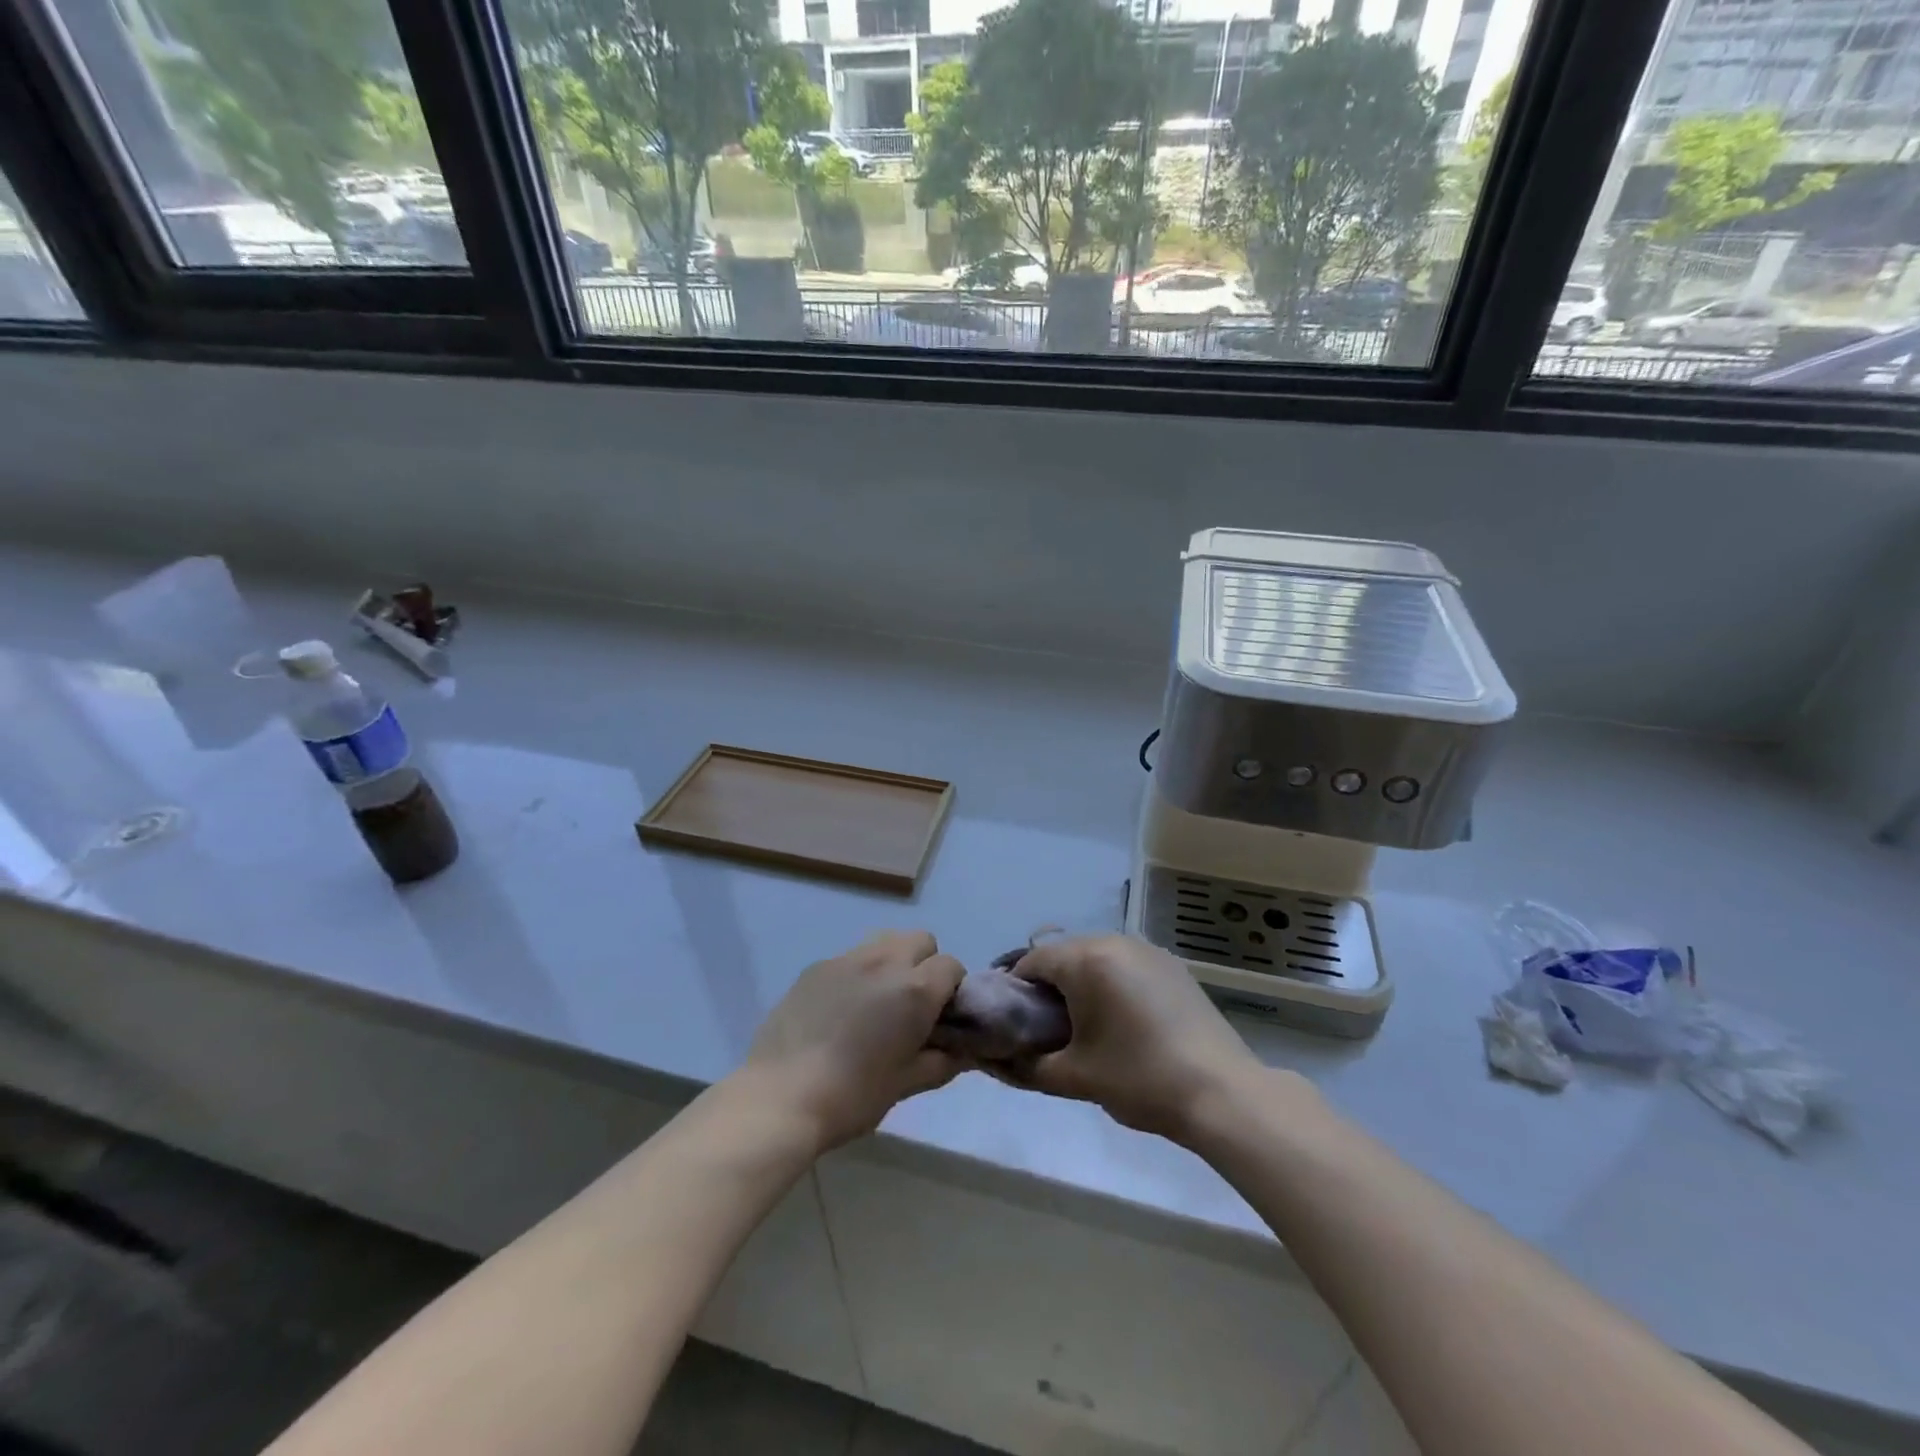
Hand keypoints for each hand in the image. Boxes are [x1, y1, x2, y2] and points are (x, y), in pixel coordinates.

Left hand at [741, 931, 965, 1153]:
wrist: (780, 1097)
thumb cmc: (852, 1096)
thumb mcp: (905, 1085)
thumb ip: (940, 1062)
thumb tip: (960, 1052)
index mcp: (914, 990)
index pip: (952, 966)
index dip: (952, 991)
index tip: (939, 1018)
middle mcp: (885, 962)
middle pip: (921, 940)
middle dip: (925, 965)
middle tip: (910, 1006)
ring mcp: (846, 959)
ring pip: (885, 941)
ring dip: (892, 962)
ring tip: (876, 1002)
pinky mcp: (815, 967)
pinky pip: (850, 958)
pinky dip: (857, 974)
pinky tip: (840, 1011)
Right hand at [1005, 935, 1265, 1141]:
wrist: (1221, 1093)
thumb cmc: (1139, 1078)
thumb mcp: (1074, 1077)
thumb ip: (1028, 1065)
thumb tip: (1000, 1060)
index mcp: (1086, 960)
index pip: (1032, 961)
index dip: (1015, 990)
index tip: (1014, 1023)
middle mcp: (1115, 942)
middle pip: (1065, 955)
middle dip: (1049, 987)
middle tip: (1046, 1029)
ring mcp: (1148, 951)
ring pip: (1096, 958)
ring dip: (1082, 984)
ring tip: (1085, 1027)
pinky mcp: (1172, 966)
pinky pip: (1125, 965)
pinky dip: (1112, 984)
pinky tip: (1122, 1022)